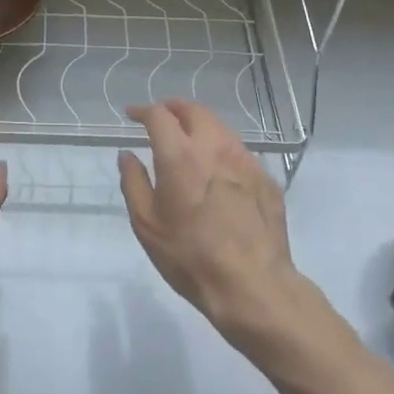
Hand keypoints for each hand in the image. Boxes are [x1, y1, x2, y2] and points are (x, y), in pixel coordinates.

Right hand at [118, 100, 299, 340]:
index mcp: (180, 155)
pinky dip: (222, 150)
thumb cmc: (190, 256)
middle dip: (175, 109)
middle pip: (195, 111)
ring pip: (221, 128)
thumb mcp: (147, 224)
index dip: (143, 110)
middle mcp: (214, 147)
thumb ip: (133, 183)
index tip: (133, 115)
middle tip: (163, 118)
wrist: (253, 285)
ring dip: (201, 126)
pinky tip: (219, 169)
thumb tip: (127, 155)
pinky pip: (240, 152)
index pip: (159, 115)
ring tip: (190, 139)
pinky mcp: (266, 178)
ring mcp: (245, 160)